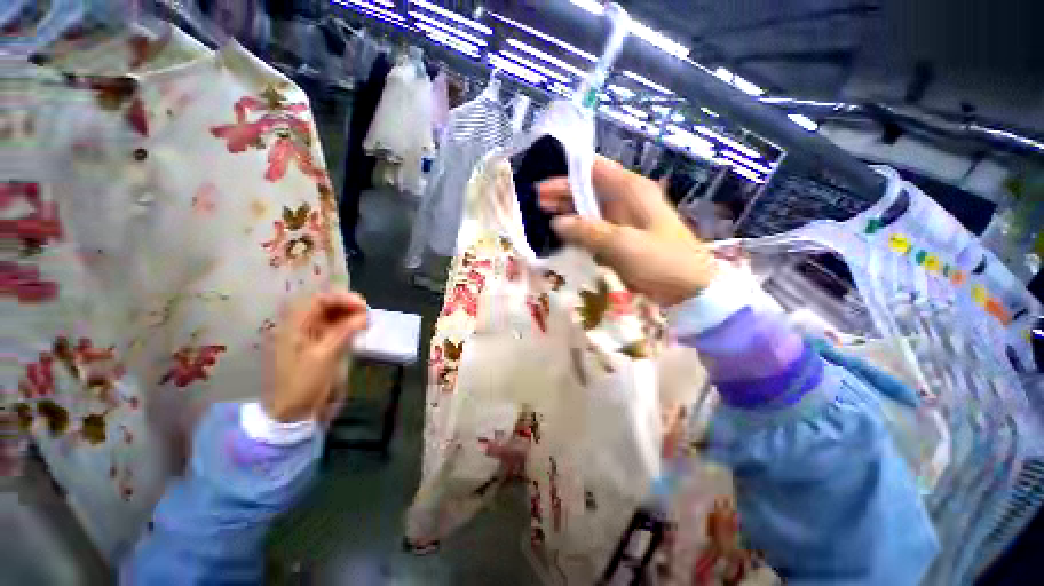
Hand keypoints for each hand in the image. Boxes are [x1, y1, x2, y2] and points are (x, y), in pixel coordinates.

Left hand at [266, 291, 368, 422]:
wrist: (290, 414)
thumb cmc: (304, 384)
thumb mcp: (325, 358)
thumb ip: (343, 333)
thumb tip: (363, 315)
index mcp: (295, 323)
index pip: (320, 299)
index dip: (343, 299)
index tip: (363, 306)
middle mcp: (298, 325)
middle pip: (323, 307)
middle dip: (345, 308)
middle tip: (367, 315)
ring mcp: (303, 338)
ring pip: (326, 319)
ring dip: (345, 318)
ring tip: (364, 324)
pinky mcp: (310, 350)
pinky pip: (326, 332)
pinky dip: (341, 331)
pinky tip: (353, 334)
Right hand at [538, 157, 718, 305]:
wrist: (694, 291)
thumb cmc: (662, 261)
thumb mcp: (622, 245)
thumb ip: (587, 231)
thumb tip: (556, 222)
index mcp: (632, 189)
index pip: (595, 168)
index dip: (568, 171)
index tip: (542, 180)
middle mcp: (630, 198)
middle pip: (591, 187)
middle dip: (564, 192)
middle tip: (535, 201)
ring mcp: (631, 219)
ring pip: (594, 207)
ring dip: (571, 210)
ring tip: (543, 216)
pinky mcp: (630, 238)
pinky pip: (601, 227)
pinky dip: (583, 228)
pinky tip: (565, 235)